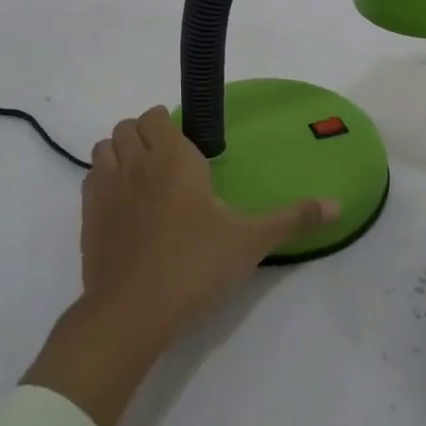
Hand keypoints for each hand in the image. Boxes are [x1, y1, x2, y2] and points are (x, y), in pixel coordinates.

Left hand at [81, 106, 336, 337]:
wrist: (133, 310)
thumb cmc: (195, 265)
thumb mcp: (251, 241)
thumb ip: (293, 218)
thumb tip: (338, 205)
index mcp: (174, 159)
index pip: (157, 116)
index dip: (169, 123)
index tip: (190, 147)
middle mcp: (135, 163)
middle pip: (128, 126)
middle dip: (145, 134)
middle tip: (170, 162)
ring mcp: (106, 188)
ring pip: (104, 147)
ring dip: (121, 152)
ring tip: (144, 178)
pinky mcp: (87, 216)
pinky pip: (91, 178)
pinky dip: (104, 179)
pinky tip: (124, 205)